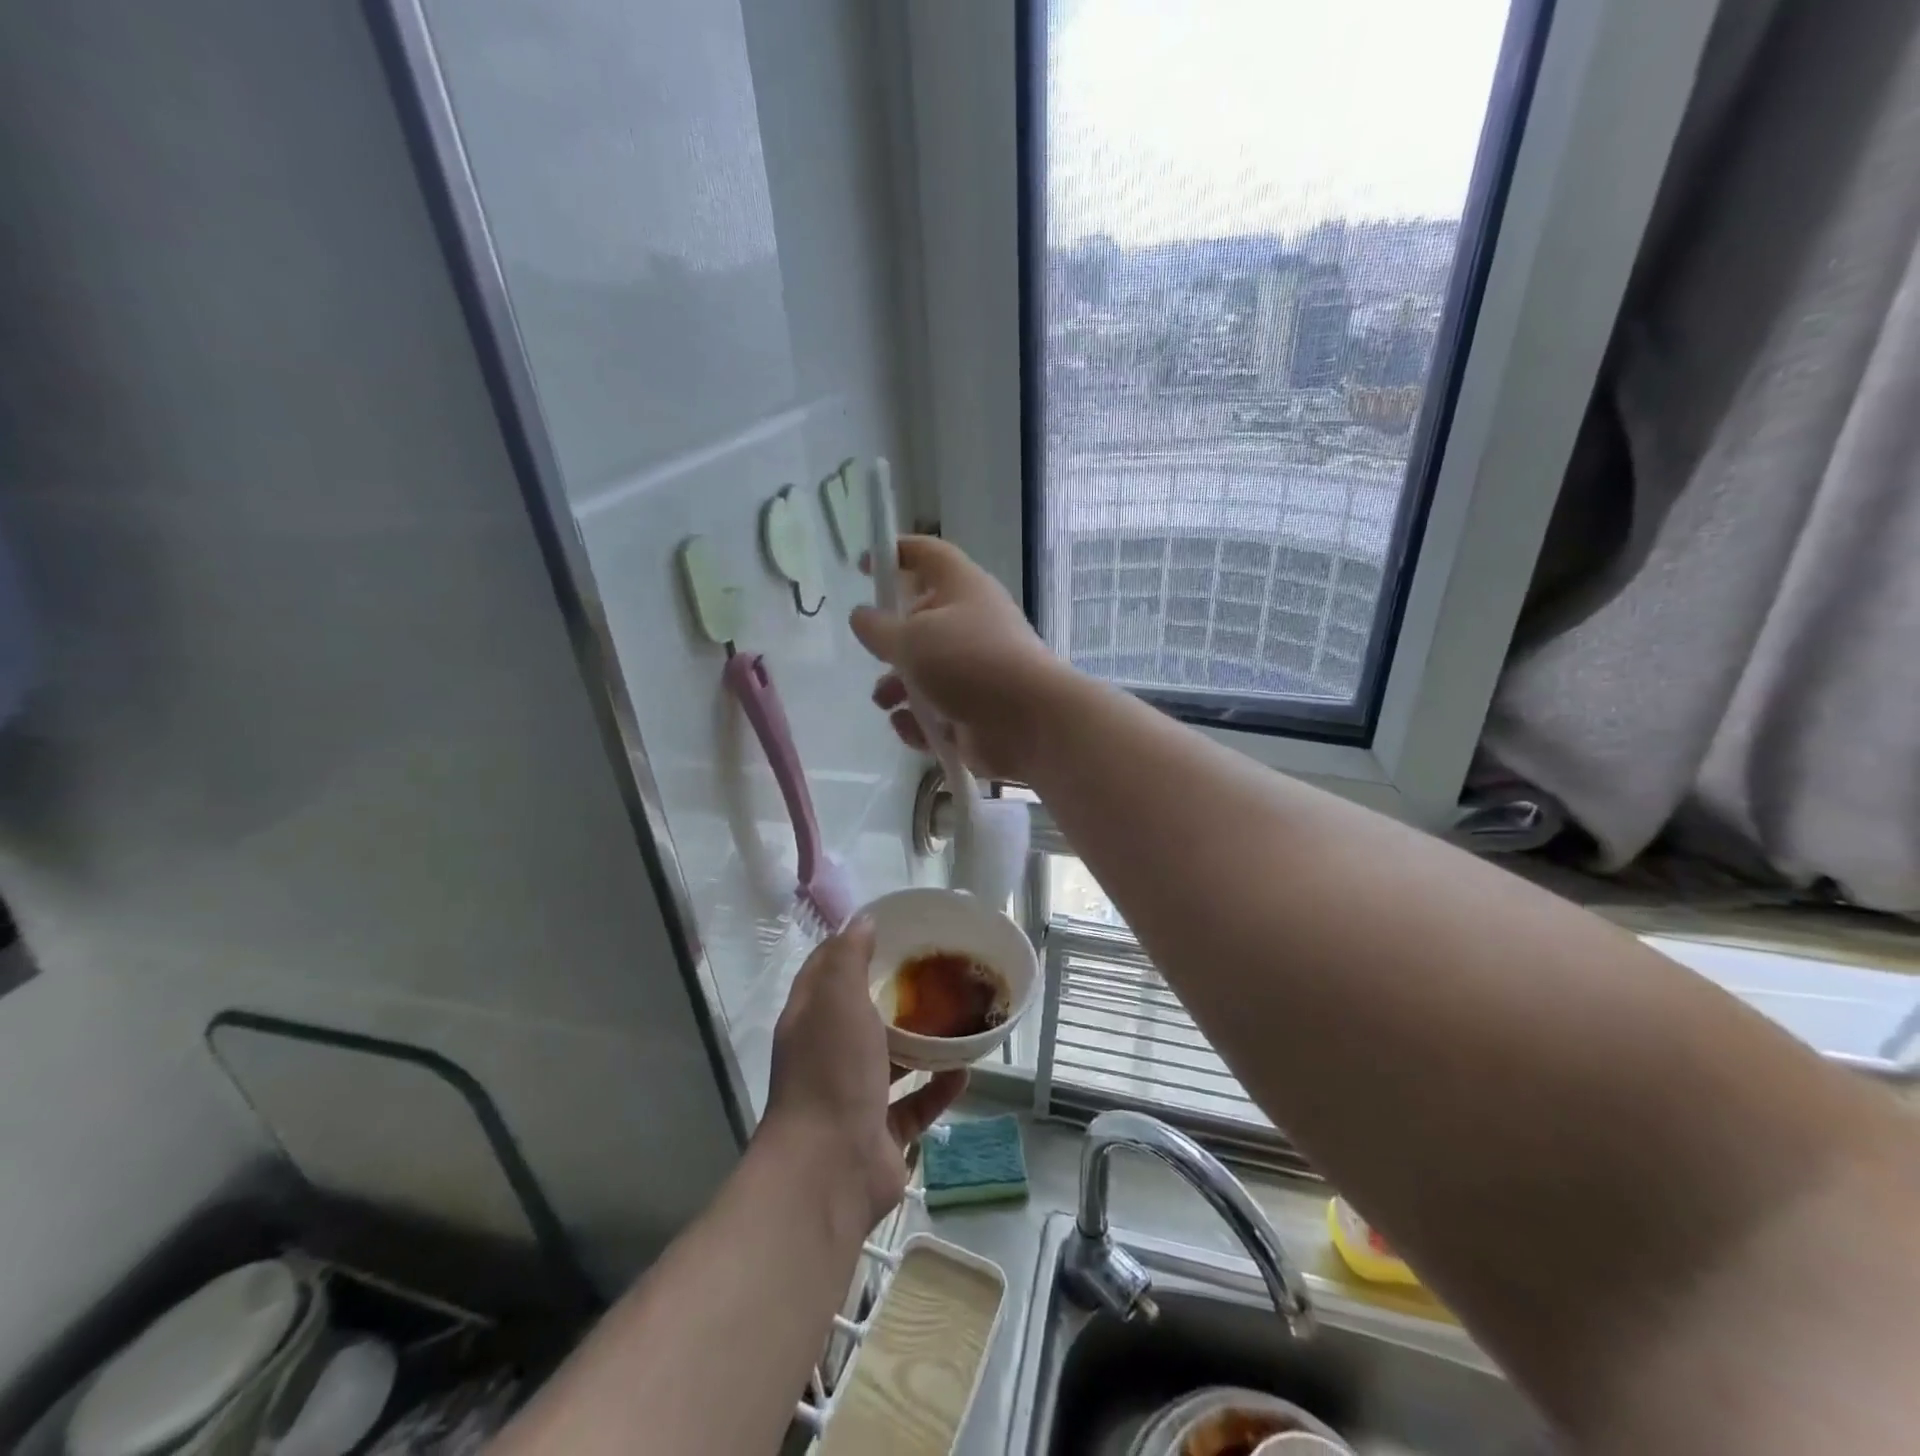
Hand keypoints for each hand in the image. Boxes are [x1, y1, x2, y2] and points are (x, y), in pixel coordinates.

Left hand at [762, 917, 967, 1229]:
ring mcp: (853, 1097)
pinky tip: (964, 1072)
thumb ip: (849, 958)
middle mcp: (828, 1056)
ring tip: (956, 1019)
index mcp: (810, 1021)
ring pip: (890, 1062)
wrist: (830, 1169)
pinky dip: (937, 1089)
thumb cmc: (832, 1071)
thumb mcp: (838, 1000)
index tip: (887, 929)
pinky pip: (914, 1105)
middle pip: (860, 1017)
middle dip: (892, 996)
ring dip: (919, 1044)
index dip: (850, 948)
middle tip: (932, 973)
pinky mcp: (881, 1134)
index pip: (825, 972)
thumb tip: (862, 921)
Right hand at [848, 535, 1066, 781]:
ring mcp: (976, 668)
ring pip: (925, 671)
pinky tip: (912, 730)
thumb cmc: (969, 664)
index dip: (894, 553)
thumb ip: (878, 627)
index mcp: (962, 588)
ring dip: (898, 686)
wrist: (1029, 723)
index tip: (863, 567)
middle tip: (874, 654)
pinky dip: (920, 720)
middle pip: (922, 620)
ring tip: (885, 701)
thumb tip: (862, 615)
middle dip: (892, 641)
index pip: (927, 555)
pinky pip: (937, 710)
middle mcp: (971, 622)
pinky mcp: (976, 709)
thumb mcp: (912, 638)